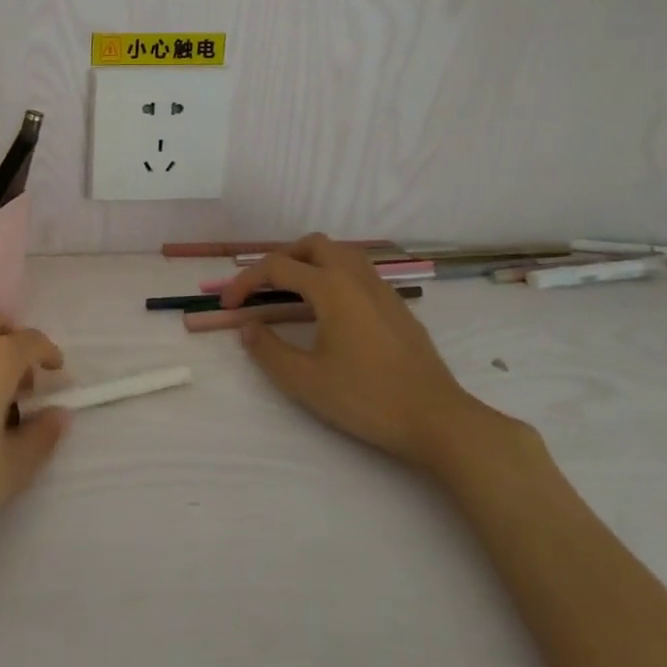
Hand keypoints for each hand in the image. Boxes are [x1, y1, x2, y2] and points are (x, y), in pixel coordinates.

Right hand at [221, 234, 502, 474]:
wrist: (437, 420)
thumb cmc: (367, 398)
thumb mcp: (306, 381)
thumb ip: (269, 350)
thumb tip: (248, 328)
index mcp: (331, 288)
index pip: (277, 268)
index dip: (246, 281)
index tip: (229, 305)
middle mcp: (356, 278)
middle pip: (313, 246)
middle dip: (281, 259)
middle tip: (263, 287)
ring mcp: (382, 290)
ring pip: (341, 254)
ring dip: (311, 262)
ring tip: (293, 291)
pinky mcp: (398, 307)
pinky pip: (359, 272)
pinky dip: (334, 275)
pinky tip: (331, 310)